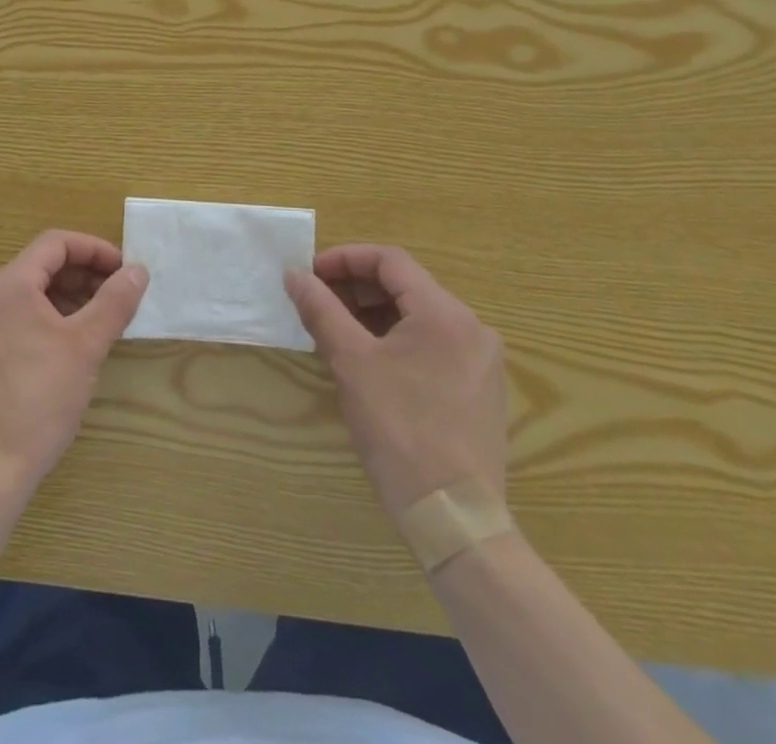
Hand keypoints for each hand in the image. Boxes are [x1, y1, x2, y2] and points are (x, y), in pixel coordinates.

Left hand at [0, 231, 149, 497]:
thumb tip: (138, 270)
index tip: (125, 271)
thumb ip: (114, 301)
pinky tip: (71, 346)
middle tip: (119, 297)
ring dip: (68, 298)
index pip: (55, 243)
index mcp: (8, 284)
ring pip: (30, 294)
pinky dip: (48, 319)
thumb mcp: (85, 346)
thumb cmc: (38, 399)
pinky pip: (17, 318)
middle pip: (41, 266)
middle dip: (84, 275)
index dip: (95, 250)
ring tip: (102, 321)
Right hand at [284, 244, 506, 523]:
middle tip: (317, 301)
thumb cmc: (399, 429)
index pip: (390, 260)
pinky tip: (369, 360)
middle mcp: (471, 327)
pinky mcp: (480, 389)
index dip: (345, 259)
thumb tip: (294, 275)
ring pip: (419, 317)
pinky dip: (397, 339)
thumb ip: (321, 310)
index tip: (310, 274)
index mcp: (445, 313)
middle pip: (406, 286)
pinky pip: (433, 344)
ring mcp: (481, 360)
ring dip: (374, 313)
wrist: (453, 517)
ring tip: (335, 329)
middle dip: (357, 287)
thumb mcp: (351, 362)